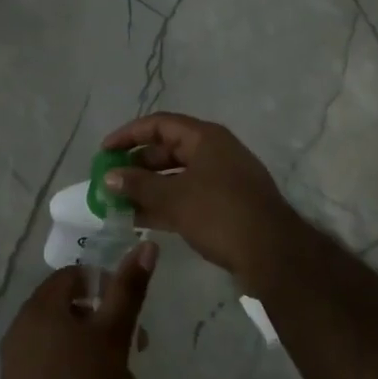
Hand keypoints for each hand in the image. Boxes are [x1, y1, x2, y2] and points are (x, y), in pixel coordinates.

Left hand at [0, 243, 156, 378]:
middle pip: (74, 312)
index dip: (107, 287)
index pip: (74, 276)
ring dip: (102, 360)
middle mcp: (22, 328)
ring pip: (69, 346)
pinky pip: (58, 372)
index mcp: (39, 307)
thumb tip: (146, 245)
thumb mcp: (114, 335)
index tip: (131, 313)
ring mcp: (19, 363)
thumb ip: (129, 289)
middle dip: (110, 330)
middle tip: (137, 352)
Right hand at [100, 113, 309, 285]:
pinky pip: (187, 197)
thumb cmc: (221, 214)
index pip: (159, 124)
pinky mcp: (225, 206)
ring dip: (147, 188)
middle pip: (167, 150)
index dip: (129, 135)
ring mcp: (222, 180)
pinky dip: (164, 205)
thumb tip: (108, 177)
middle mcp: (214, 153)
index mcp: (205, 138)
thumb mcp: (174, 198)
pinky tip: (139, 220)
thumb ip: (138, 186)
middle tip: (109, 181)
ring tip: (117, 203)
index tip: (104, 152)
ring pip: (176, 177)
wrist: (273, 254)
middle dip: (136, 164)